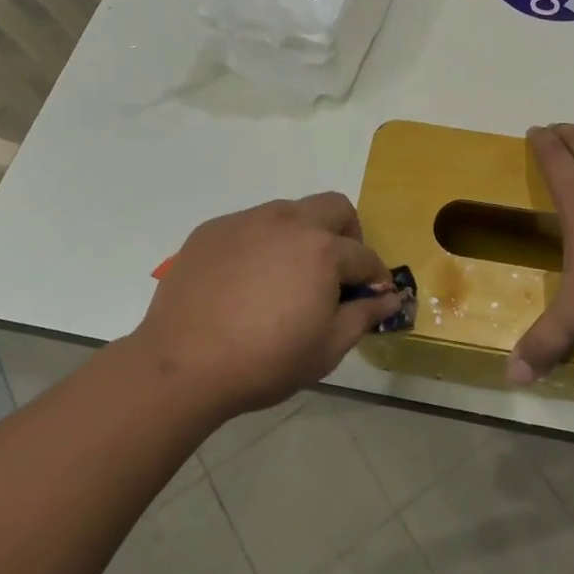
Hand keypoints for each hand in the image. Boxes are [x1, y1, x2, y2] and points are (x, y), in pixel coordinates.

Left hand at [134, 194, 399, 417]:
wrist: (182, 365)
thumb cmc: (265, 361)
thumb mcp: (327, 348)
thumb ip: (364, 315)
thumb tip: (390, 298)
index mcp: (322, 249)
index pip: (364, 255)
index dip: (375, 277)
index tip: (373, 295)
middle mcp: (288, 221)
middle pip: (334, 207)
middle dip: (348, 234)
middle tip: (337, 271)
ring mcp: (247, 221)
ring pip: (290, 211)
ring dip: (303, 234)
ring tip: (288, 276)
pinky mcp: (213, 230)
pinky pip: (250, 225)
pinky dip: (262, 243)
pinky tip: (247, 281)